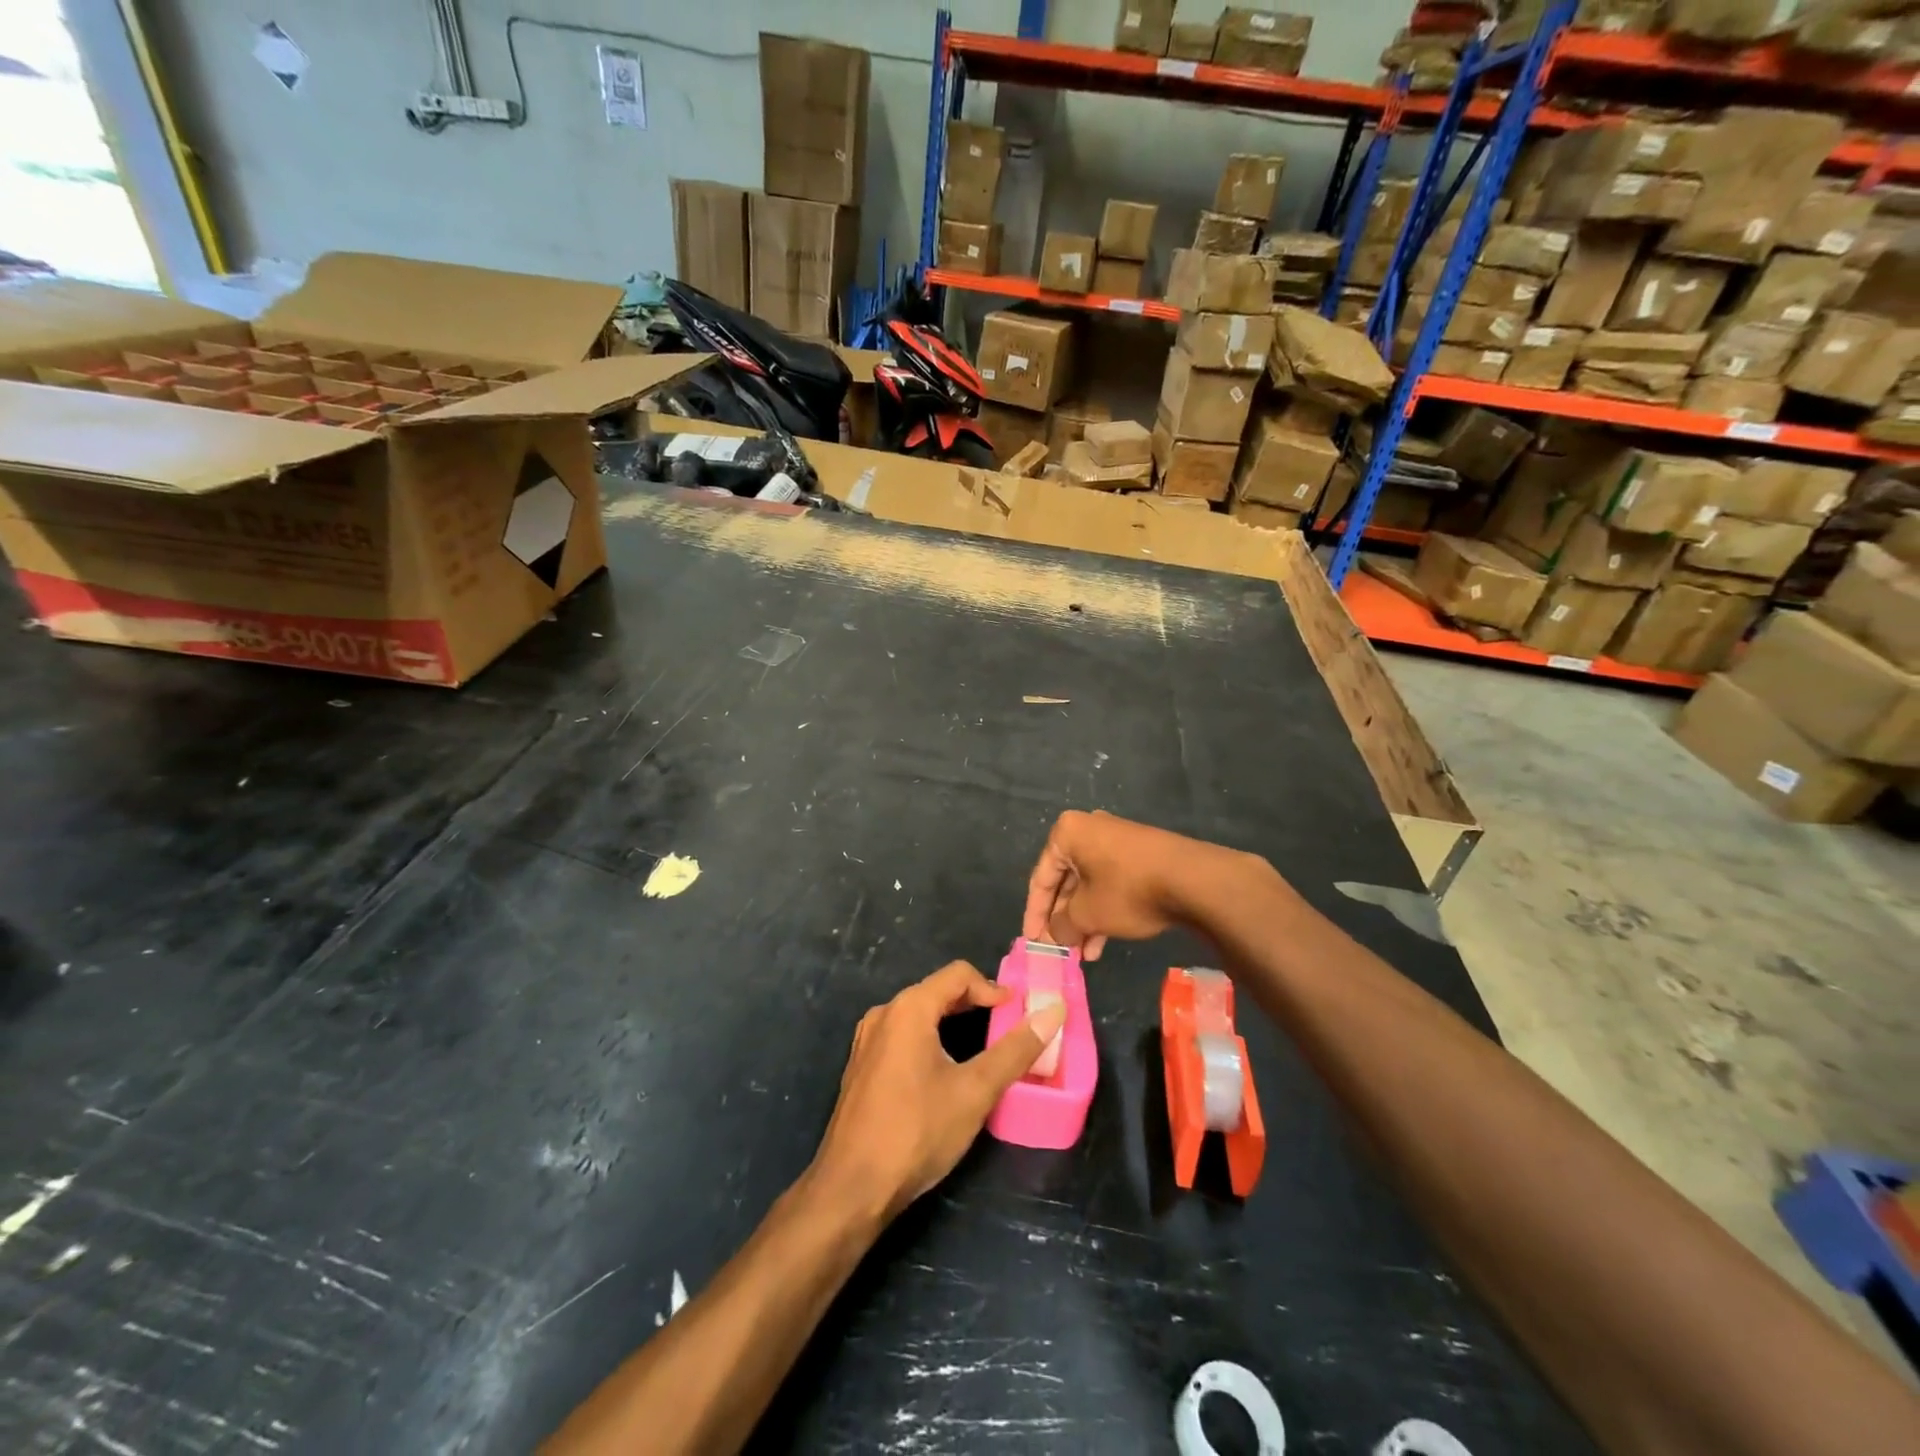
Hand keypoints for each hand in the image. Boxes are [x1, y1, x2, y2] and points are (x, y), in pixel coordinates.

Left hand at [811, 961, 1065, 1222]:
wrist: (851, 1188)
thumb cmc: (916, 1132)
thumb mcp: (975, 1091)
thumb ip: (1015, 1050)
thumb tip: (1054, 1012)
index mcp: (909, 1009)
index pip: (958, 975)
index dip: (993, 988)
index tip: (1018, 1013)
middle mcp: (884, 1014)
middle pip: (938, 991)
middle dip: (975, 1005)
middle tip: (1008, 1029)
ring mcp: (868, 1041)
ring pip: (920, 1015)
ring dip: (953, 1023)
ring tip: (983, 1050)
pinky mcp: (862, 1066)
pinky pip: (903, 1036)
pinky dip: (931, 1040)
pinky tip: (946, 1072)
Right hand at [1023, 810, 1243, 959]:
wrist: (1193, 879)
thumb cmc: (1128, 891)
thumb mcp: (1088, 914)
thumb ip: (1063, 924)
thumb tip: (1057, 933)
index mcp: (1068, 834)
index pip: (1041, 878)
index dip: (1035, 913)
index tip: (1032, 940)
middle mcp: (1090, 829)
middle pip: (1066, 880)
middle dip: (1063, 918)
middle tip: (1060, 948)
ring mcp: (1118, 840)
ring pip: (1090, 884)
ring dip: (1084, 919)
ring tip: (1084, 954)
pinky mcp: (1141, 854)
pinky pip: (1111, 882)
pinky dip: (1104, 909)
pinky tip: (1104, 941)